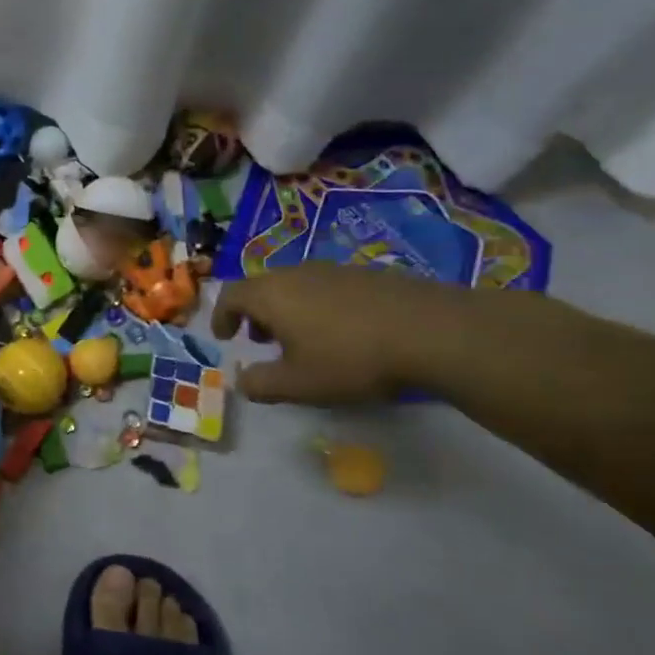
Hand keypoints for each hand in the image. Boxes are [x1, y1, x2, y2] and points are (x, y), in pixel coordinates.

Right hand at [210, 263, 474, 404]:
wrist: (433, 332)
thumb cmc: (350, 359)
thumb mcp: (297, 384)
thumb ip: (260, 384)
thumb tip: (242, 380)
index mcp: (271, 295)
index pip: (231, 295)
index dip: (222, 316)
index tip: (224, 337)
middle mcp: (297, 274)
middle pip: (262, 287)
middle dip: (254, 313)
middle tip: (259, 340)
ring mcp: (334, 270)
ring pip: (295, 285)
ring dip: (286, 310)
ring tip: (300, 339)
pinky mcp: (367, 275)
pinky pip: (326, 287)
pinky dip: (317, 306)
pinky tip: (340, 333)